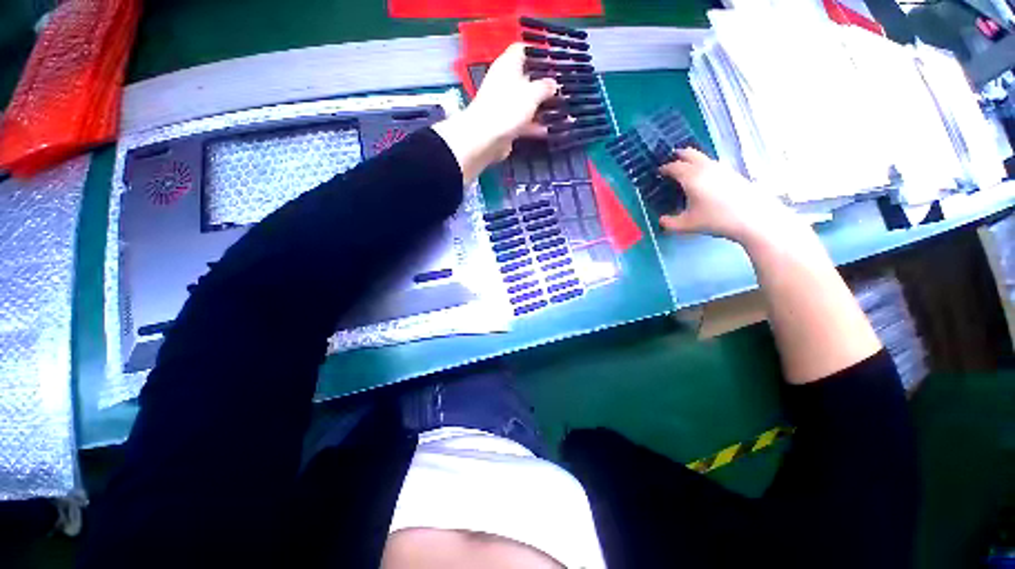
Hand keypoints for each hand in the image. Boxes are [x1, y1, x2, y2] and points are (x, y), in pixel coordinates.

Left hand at [432, 43, 557, 181]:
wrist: (485, 139)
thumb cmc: (508, 108)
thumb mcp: (532, 93)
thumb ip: (545, 87)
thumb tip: (553, 84)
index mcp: (508, 65)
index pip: (522, 50)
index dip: (538, 52)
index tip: (555, 59)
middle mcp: (506, 82)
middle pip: (528, 78)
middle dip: (545, 83)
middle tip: (564, 87)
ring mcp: (506, 104)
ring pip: (528, 102)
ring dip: (543, 107)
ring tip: (563, 110)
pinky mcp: (507, 124)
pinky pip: (525, 121)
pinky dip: (537, 125)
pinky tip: (552, 130)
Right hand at [658, 148, 801, 246]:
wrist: (754, 218)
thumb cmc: (716, 219)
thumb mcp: (687, 225)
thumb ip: (669, 223)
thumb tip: (661, 220)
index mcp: (691, 177)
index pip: (674, 166)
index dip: (664, 168)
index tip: (658, 172)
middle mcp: (705, 167)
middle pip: (689, 153)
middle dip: (678, 156)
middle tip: (670, 162)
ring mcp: (721, 168)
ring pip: (702, 157)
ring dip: (691, 160)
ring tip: (685, 170)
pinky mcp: (732, 173)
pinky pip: (711, 164)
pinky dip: (701, 166)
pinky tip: (702, 179)